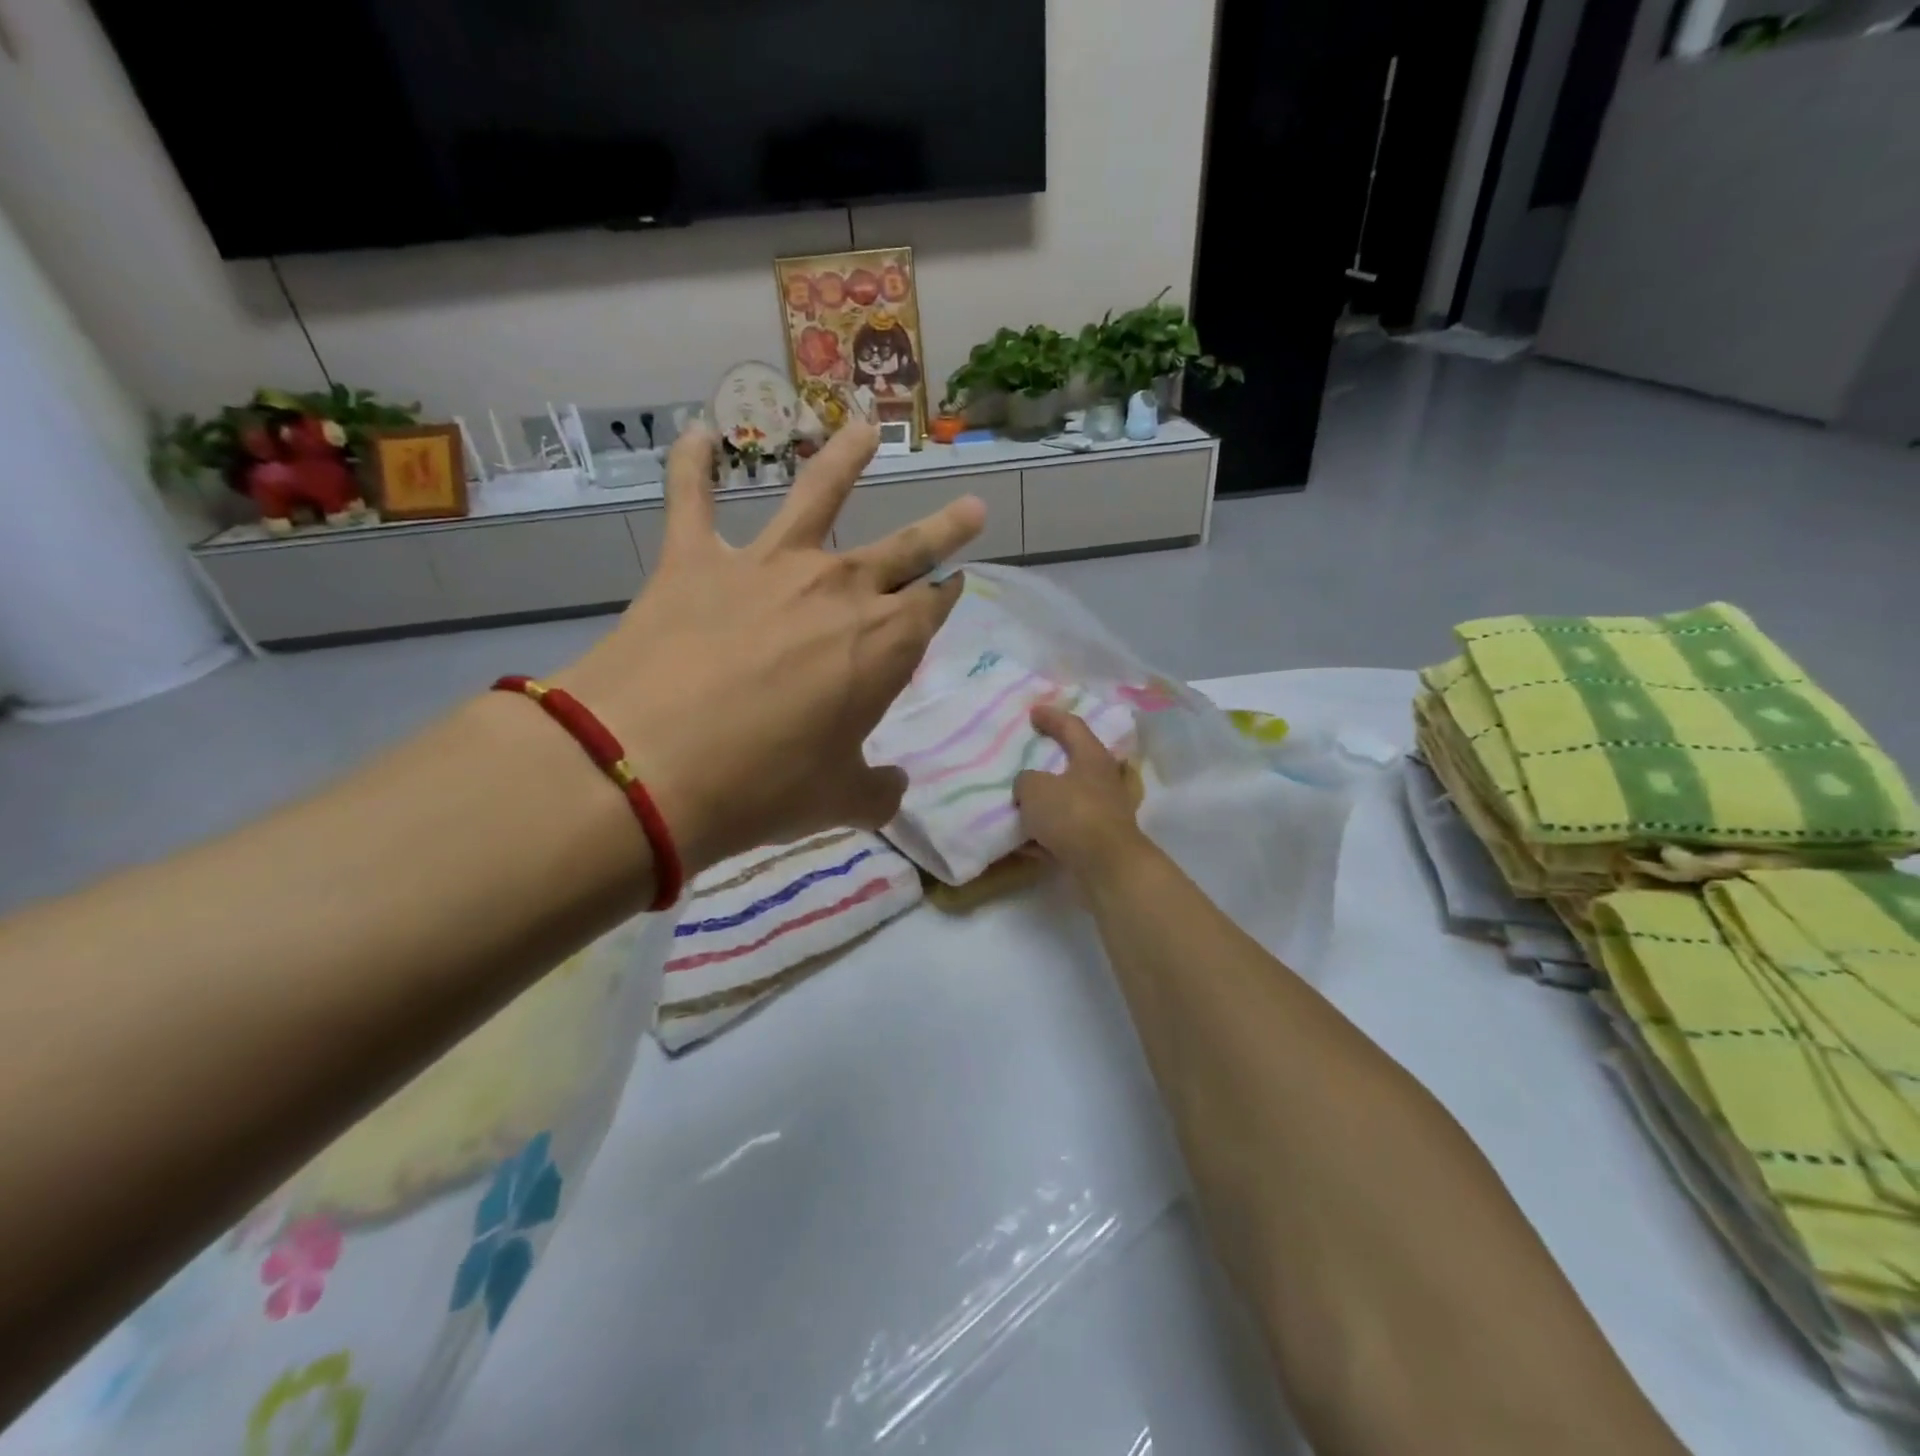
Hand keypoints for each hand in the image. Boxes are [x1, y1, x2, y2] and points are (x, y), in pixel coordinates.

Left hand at [555, 422, 983, 873]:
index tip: (957, 585)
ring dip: (844, 459)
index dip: (948, 596)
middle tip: (971, 507)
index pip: (932, 607)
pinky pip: (692, 499)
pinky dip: (692, 465)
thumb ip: (876, 791)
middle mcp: (837, 588)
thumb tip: (892, 789)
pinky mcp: (695, 562)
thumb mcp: (837, 801)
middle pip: (905, 548)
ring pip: (817, 495)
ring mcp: (766, 566)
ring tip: (863, 428)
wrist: (649, 766)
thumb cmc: (763, 786)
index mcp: (883, 643)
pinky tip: (696, 434)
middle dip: (944, 529)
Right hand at [1013, 705, 1149, 876]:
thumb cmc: (1072, 815)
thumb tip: (1029, 787)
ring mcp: (1105, 812)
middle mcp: (1103, 781)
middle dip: (1050, 761)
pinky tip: (1025, 842)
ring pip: (1070, 800)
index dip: (1051, 717)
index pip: (1072, 726)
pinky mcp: (1100, 842)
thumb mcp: (1034, 789)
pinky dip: (1047, 833)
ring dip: (1047, 802)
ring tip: (1020, 803)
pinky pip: (1067, 831)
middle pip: (1075, 763)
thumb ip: (1025, 781)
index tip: (1033, 712)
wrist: (1107, 867)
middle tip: (1027, 758)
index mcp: (1092, 757)